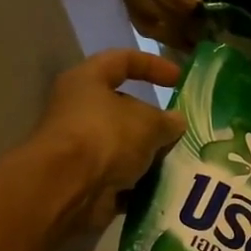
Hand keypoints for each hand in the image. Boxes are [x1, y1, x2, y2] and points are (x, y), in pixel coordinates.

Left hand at [33, 49, 184, 229]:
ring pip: (125, 145)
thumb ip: (167, 120)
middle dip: (154, 120)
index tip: (180, 79)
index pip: (123, 60)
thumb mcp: (148, 123)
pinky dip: (141, 181)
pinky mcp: (86, 178)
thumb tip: (177, 121)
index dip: (153, 65)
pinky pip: (121, 175)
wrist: (68, 189)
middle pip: (123, 108)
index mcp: (87, 81)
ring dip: (150, 153)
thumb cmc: (105, 137)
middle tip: (182, 130)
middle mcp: (79, 110)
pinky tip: (165, 184)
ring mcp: (81, 147)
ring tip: (179, 159)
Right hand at [113, 0, 201, 43]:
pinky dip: (162, 35)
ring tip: (194, 43)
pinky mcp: (127, 0)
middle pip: (146, 6)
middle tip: (201, 36)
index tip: (198, 12)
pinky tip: (182, 40)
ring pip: (144, 20)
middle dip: (175, 23)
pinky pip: (142, 24)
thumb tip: (195, 9)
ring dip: (170, 35)